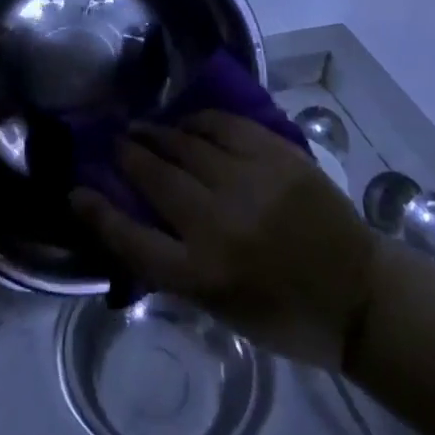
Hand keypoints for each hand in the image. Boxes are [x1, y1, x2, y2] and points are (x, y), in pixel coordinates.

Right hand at [70, 112, 377, 367]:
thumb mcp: (220, 308)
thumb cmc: (285, 314)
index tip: (76, 190)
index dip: (98, 212)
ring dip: (159, 133)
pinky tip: (190, 122)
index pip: (131, 239)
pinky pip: (225, 125)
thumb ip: (176, 264)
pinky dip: (200, 121)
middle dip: (128, 154)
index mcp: (203, 274)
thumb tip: (136, 220)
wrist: (357, 292)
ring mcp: (250, 182)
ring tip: (145, 127)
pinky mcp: (277, 155)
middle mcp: (219, 223)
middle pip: (155, 176)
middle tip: (116, 141)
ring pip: (187, 143)